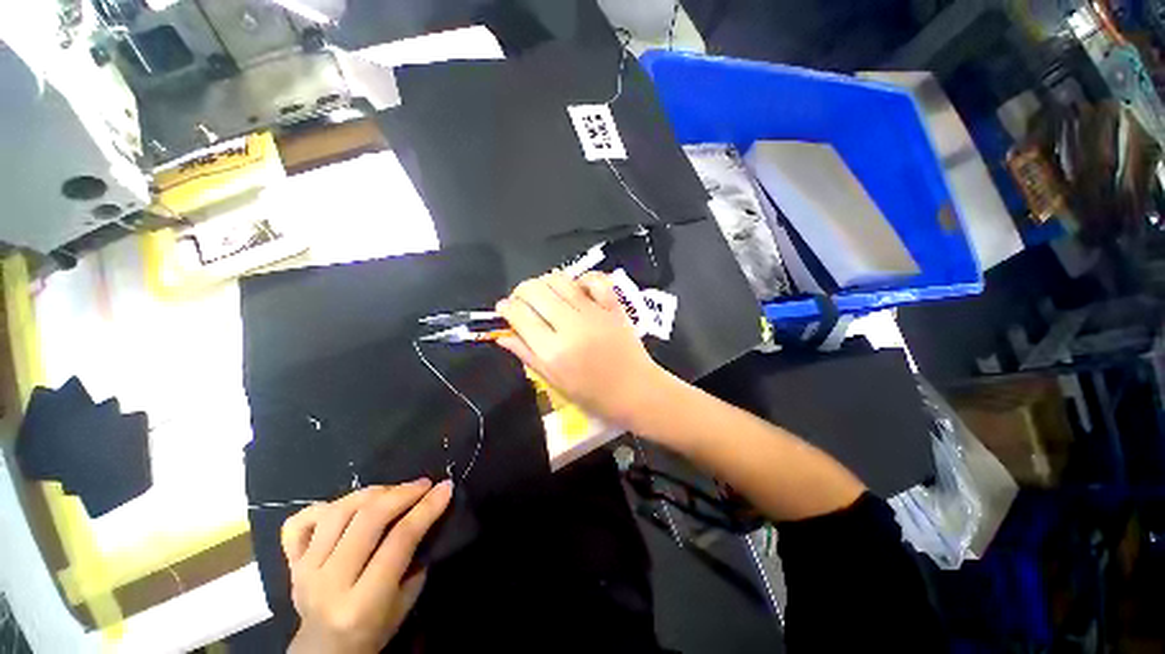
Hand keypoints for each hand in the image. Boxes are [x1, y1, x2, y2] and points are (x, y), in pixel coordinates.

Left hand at [283, 480, 452, 653]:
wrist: (323, 652)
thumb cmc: (373, 631)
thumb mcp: (404, 605)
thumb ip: (414, 561)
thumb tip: (426, 517)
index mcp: (362, 602)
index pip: (399, 541)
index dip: (426, 508)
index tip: (445, 487)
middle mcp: (330, 582)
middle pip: (368, 519)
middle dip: (402, 493)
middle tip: (423, 484)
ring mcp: (305, 570)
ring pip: (338, 512)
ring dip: (372, 493)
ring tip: (392, 490)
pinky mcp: (292, 562)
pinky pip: (299, 522)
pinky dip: (323, 505)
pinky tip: (346, 505)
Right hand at [495, 271, 668, 427]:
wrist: (637, 391)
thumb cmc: (594, 395)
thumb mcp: (555, 381)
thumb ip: (527, 355)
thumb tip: (502, 334)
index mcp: (553, 351)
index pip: (519, 315)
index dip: (506, 308)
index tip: (504, 309)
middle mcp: (571, 326)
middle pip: (535, 290)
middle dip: (521, 292)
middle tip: (522, 303)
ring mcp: (594, 312)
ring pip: (559, 280)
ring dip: (544, 282)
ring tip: (545, 296)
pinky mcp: (613, 306)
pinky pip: (595, 279)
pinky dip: (581, 279)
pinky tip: (576, 290)